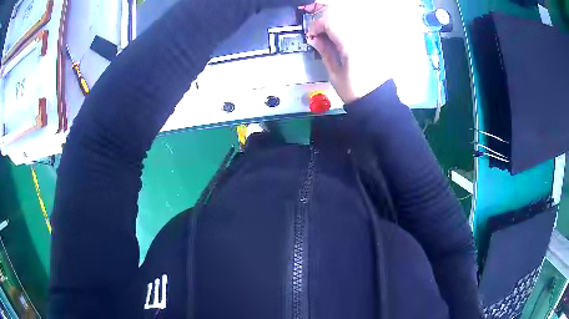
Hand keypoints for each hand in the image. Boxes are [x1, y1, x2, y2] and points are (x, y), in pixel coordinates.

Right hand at [301, 2, 393, 103]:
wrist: (378, 100)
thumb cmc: (356, 91)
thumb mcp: (334, 73)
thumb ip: (324, 51)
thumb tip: (314, 38)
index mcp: (351, 45)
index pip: (330, 22)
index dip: (316, 25)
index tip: (311, 34)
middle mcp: (364, 37)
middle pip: (341, 13)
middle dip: (325, 14)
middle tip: (315, 19)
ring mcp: (372, 37)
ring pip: (351, 15)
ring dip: (336, 17)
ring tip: (327, 25)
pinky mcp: (376, 40)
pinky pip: (360, 24)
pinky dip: (347, 23)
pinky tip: (341, 31)